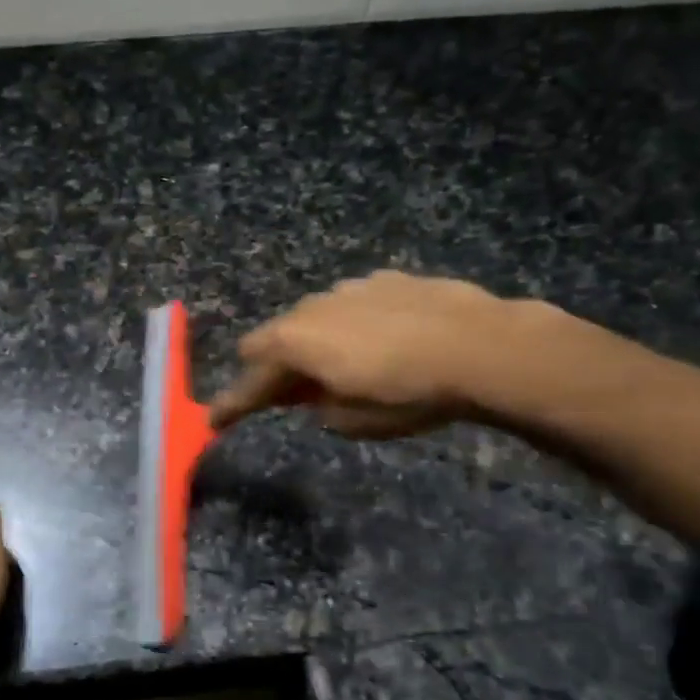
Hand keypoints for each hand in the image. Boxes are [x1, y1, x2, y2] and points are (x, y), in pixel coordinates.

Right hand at [208, 272, 526, 438]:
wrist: (483, 346)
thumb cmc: (409, 393)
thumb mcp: (354, 421)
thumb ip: (320, 407)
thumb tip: (316, 396)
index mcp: (296, 344)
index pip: (250, 378)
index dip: (232, 403)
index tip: (215, 419)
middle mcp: (312, 308)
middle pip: (274, 338)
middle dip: (274, 368)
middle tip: (290, 395)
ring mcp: (349, 288)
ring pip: (312, 317)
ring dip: (313, 344)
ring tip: (343, 367)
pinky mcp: (386, 279)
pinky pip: (350, 306)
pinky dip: (351, 326)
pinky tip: (383, 341)